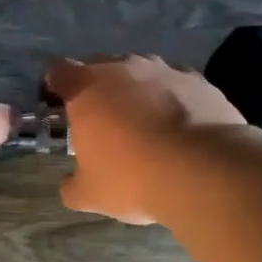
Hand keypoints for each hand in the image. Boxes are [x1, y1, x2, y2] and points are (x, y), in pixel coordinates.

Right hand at [44, 55, 246, 224]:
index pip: (58, 71)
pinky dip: (172, 99)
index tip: (59, 107)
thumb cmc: (134, 177)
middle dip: (97, 89)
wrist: (206, 170)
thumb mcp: (91, 194)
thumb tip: (69, 184)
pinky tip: (178, 127)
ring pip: (140, 73)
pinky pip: (175, 84)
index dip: (55, 87)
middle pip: (99, 67)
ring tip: (144, 124)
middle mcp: (123, 68)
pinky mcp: (198, 80)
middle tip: (101, 121)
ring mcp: (164, 69)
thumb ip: (72, 185)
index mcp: (87, 88)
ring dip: (136, 92)